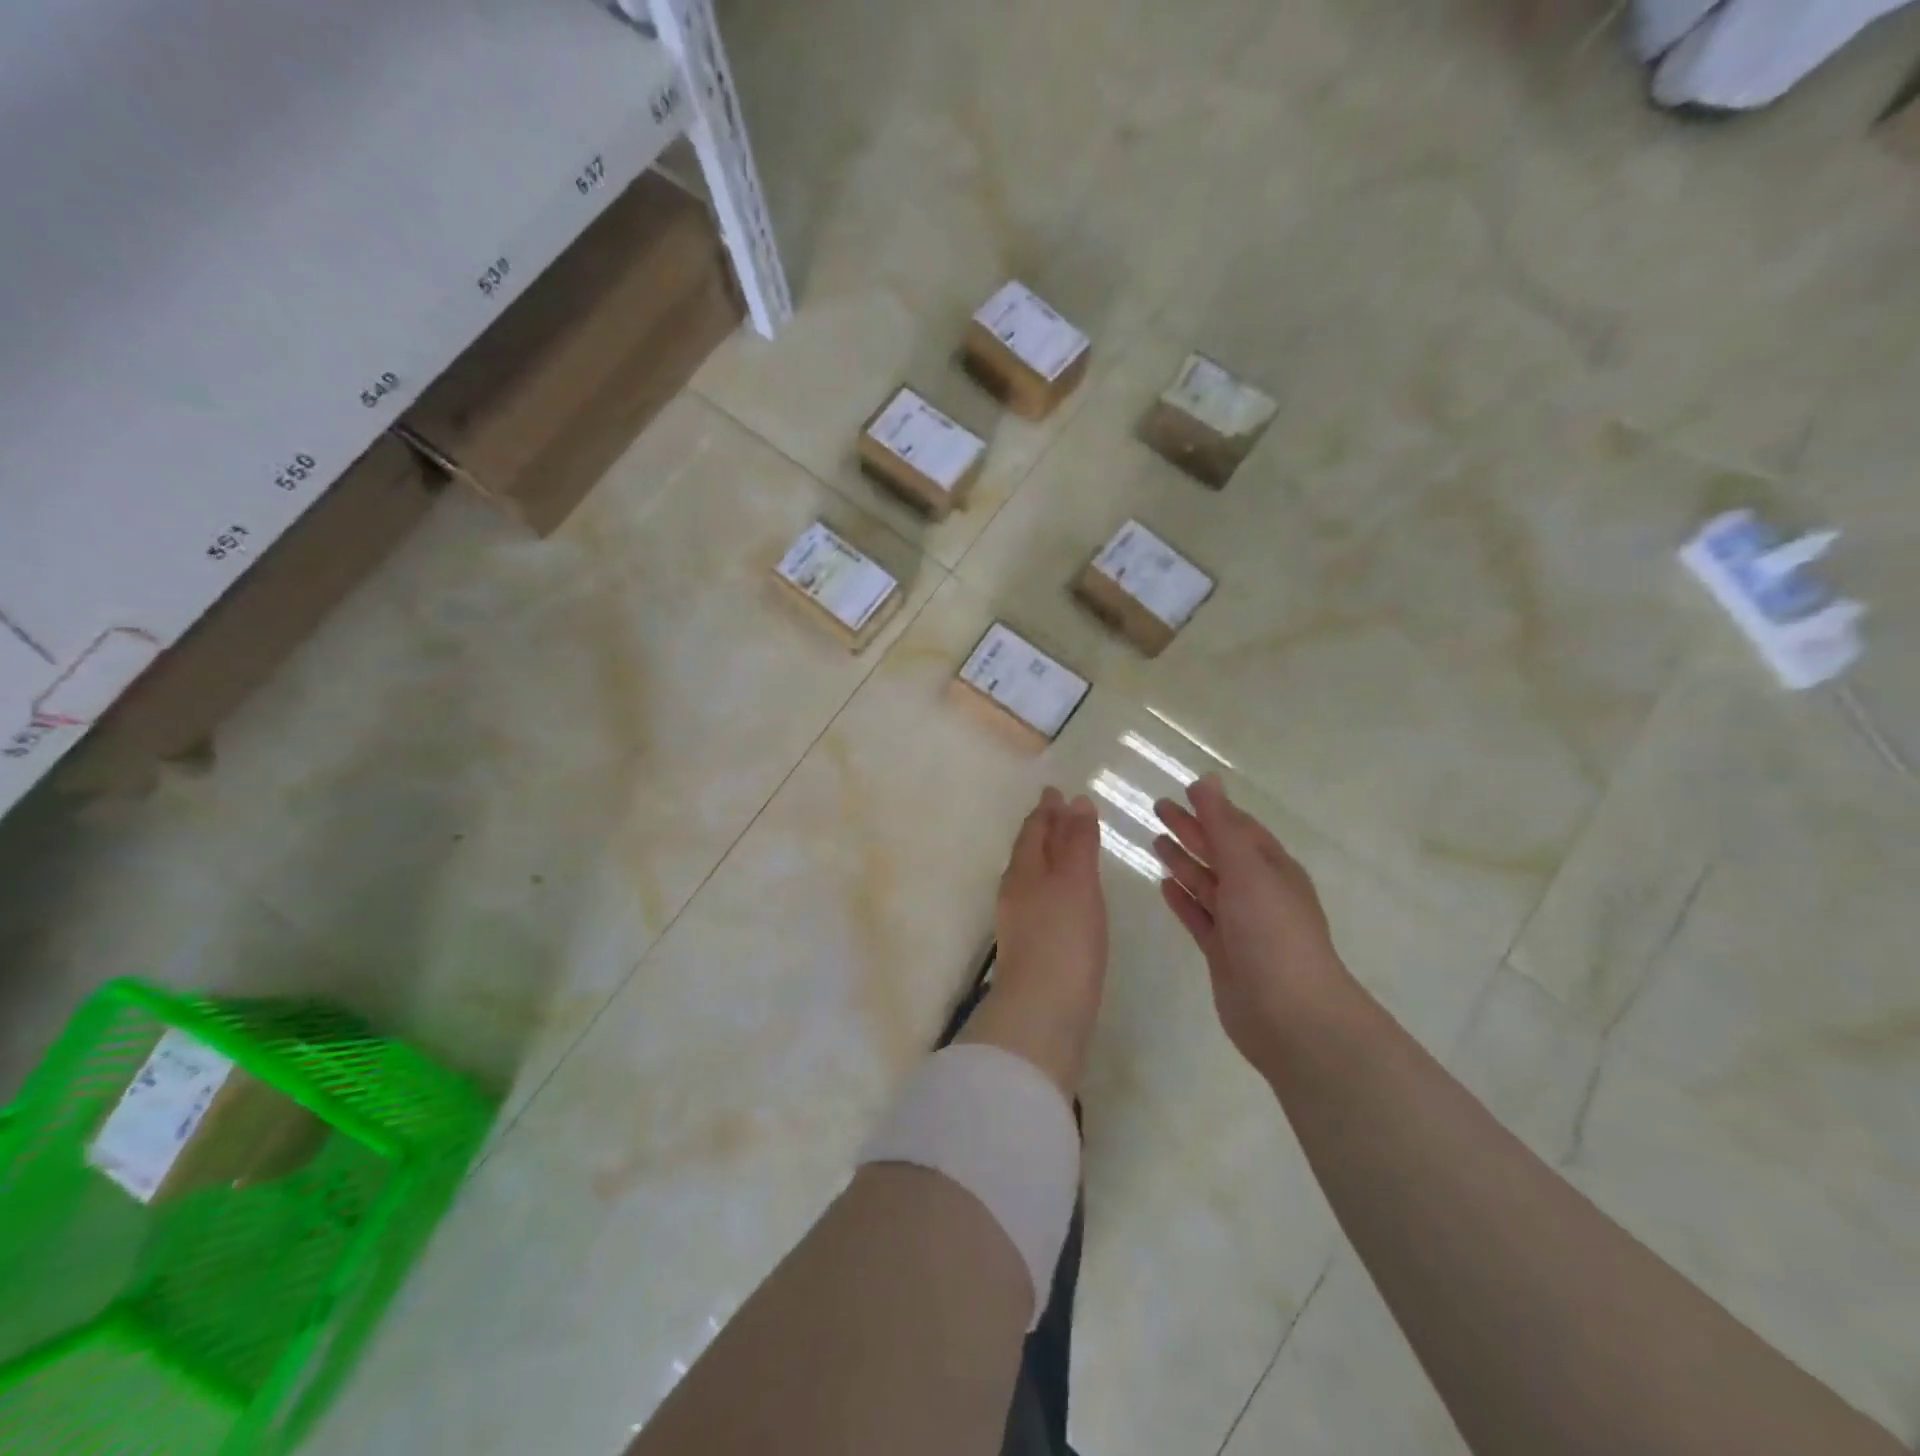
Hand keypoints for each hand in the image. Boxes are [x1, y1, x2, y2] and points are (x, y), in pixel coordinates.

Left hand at [957, 787, 1108, 1098]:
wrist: (1042, 1012)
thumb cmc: (1063, 938)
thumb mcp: (1075, 882)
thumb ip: (1076, 842)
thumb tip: (1074, 801)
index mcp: (1024, 870)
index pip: (1034, 830)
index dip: (1046, 809)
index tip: (1055, 791)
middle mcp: (1016, 892)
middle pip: (1029, 851)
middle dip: (1044, 830)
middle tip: (1060, 813)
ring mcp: (1020, 923)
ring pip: (1033, 877)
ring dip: (1048, 858)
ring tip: (1065, 850)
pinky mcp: (1031, 949)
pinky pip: (1042, 903)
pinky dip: (1054, 888)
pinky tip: (1065, 900)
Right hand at [1152, 775, 1344, 1073]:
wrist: (1289, 1014)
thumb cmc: (1272, 931)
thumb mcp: (1247, 869)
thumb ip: (1222, 825)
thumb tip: (1207, 779)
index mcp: (1273, 868)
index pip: (1239, 828)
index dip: (1212, 808)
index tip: (1182, 790)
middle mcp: (1258, 893)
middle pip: (1219, 852)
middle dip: (1192, 830)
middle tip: (1157, 809)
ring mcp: (1240, 924)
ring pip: (1207, 883)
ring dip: (1184, 861)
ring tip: (1155, 841)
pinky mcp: (1223, 952)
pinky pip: (1198, 916)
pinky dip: (1182, 899)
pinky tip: (1163, 885)